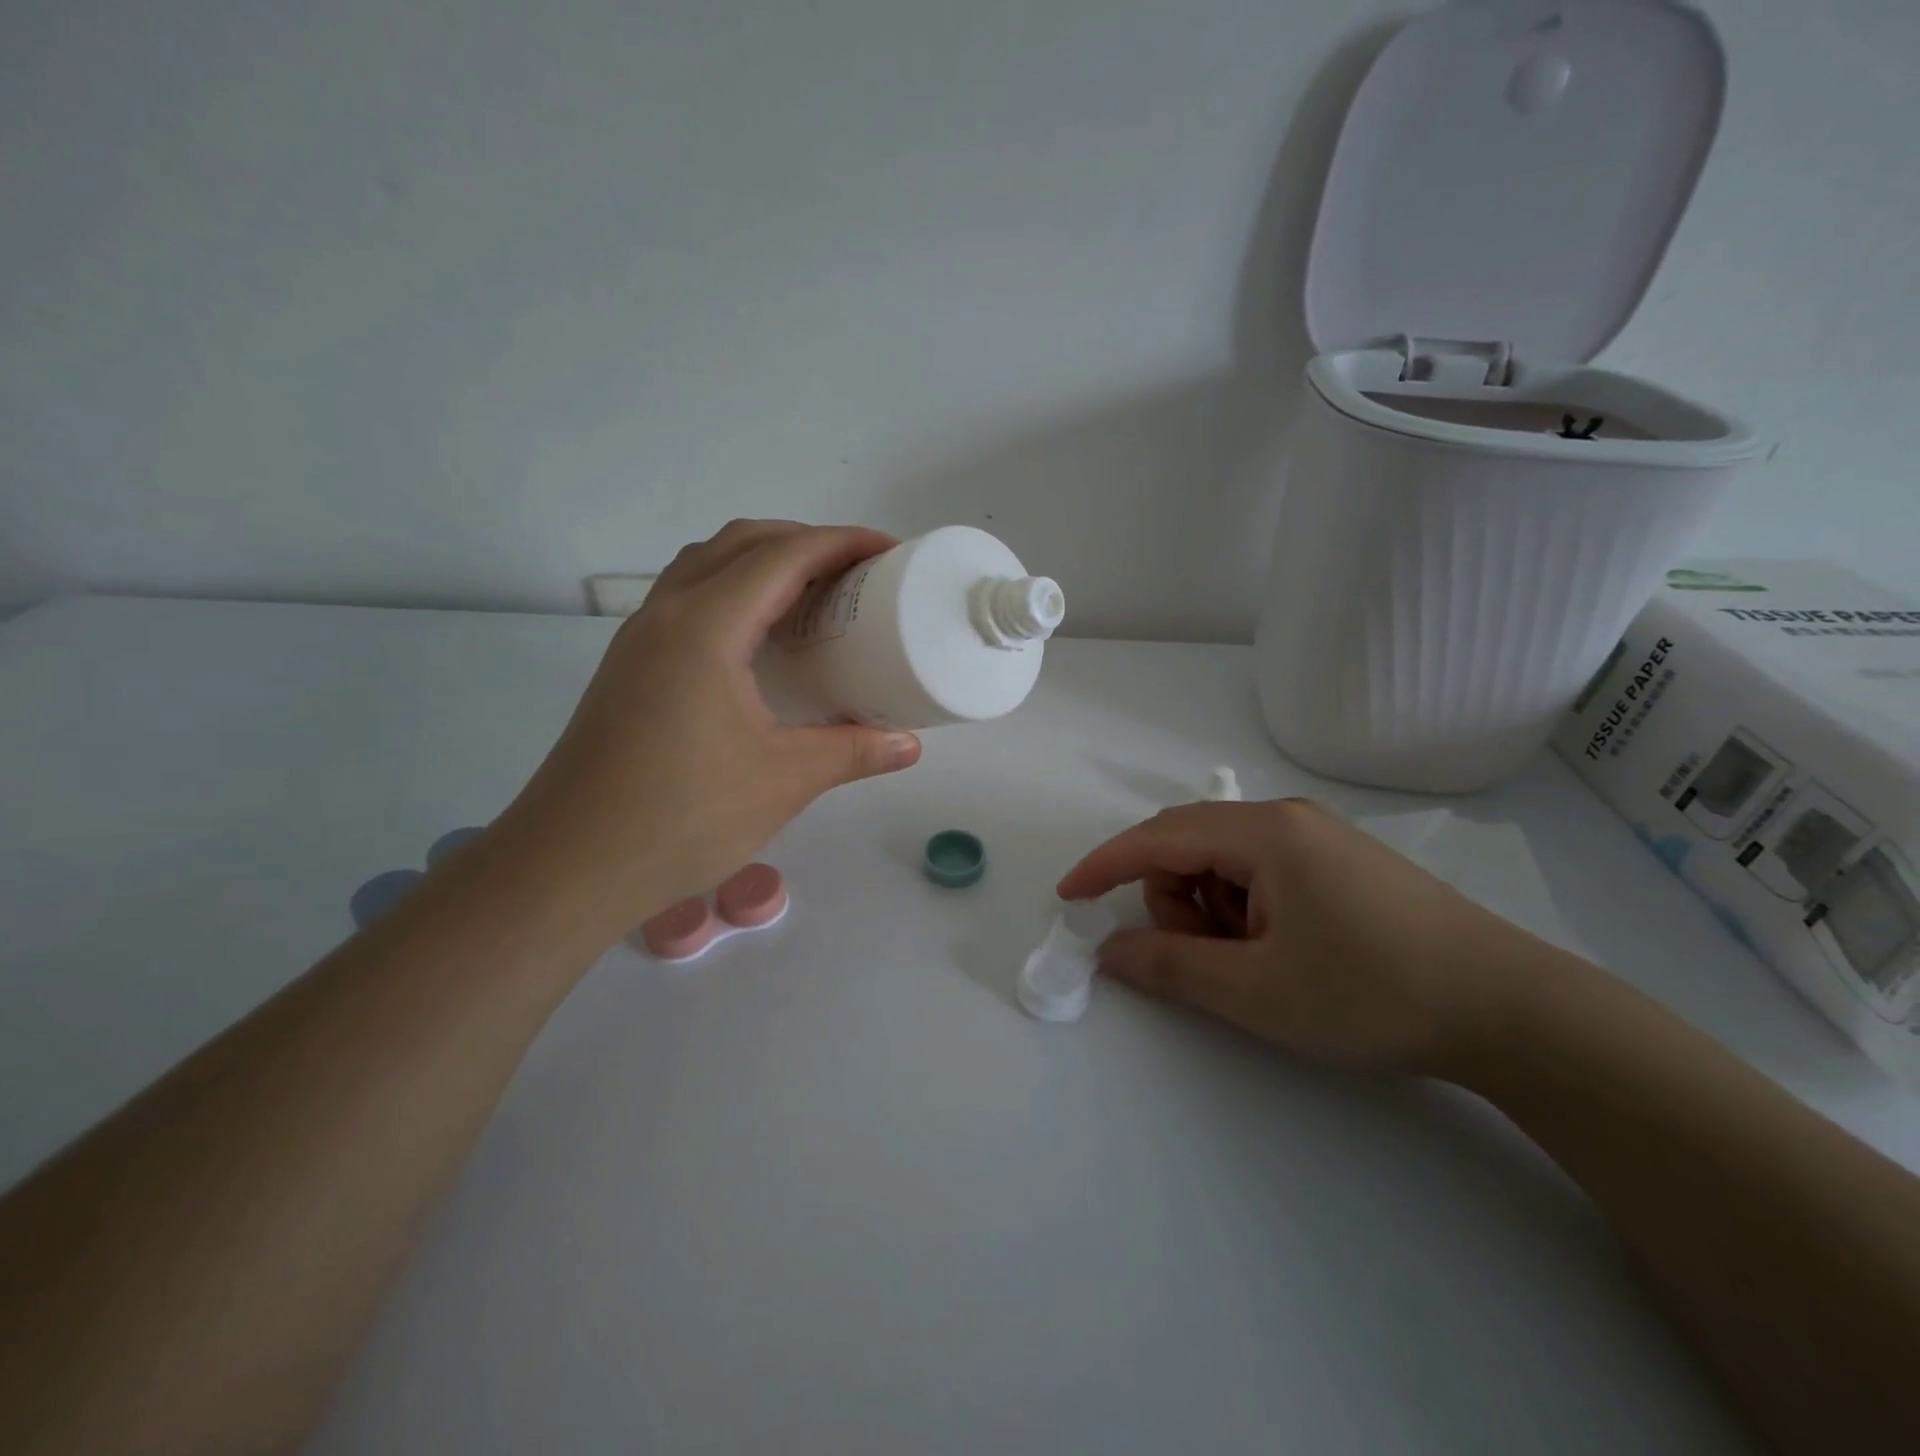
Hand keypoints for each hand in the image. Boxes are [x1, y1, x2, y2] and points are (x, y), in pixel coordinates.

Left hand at [499, 521, 922, 932]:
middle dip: (804, 542)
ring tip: (813, 596)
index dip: (841, 543)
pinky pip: (688, 600)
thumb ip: (852, 752)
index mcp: (704, 628)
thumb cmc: (680, 818)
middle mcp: (665, 615)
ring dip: (763, 562)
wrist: (567, 866)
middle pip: (740, 544)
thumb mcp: (783, 782)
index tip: (888, 551)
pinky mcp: (629, 667)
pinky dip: (733, 593)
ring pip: (706, 567)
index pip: (782, 556)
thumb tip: (909, 744)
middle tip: (856, 573)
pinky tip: (761, 642)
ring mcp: (639, 639)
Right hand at [1056, 799, 1555, 1074]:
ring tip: (1257, 964)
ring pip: (1224, 863)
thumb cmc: (1373, 993)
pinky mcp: (1338, 863)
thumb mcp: (1256, 990)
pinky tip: (1285, 952)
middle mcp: (1285, 819)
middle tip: (1211, 962)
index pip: (1158, 837)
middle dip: (1175, 902)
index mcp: (1264, 833)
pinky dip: (1246, 911)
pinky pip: (1260, 874)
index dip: (1105, 865)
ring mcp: (1316, 838)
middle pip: (1189, 847)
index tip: (1069, 897)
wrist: (1511, 1011)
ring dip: (1213, 912)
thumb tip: (1109, 952)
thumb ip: (1170, 967)